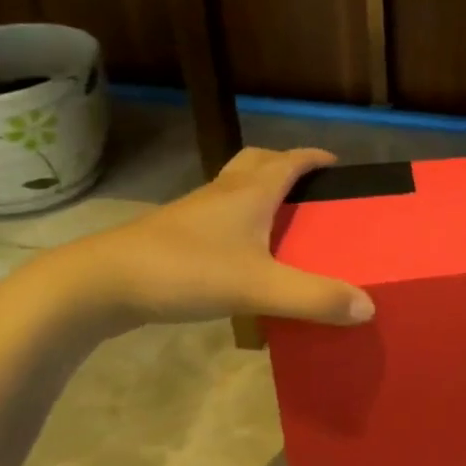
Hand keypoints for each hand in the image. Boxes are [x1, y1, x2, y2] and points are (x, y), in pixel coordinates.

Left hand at [57, 146, 374, 327]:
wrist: (98, 285)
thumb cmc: (184, 271)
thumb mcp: (258, 288)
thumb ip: (313, 298)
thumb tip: (368, 307)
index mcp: (249, 192)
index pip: (290, 160)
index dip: (315, 158)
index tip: (338, 165)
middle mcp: (222, 193)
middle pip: (257, 162)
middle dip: (285, 166)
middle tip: (308, 189)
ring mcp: (193, 214)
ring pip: (233, 188)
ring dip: (258, 192)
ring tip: (280, 220)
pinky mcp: (172, 237)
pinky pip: (214, 216)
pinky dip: (235, 221)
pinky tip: (240, 254)